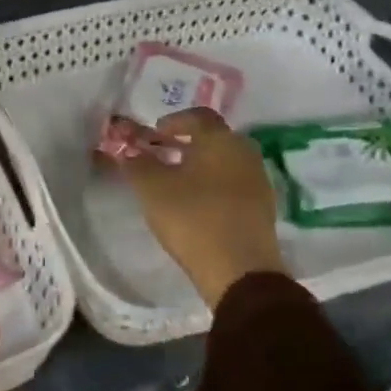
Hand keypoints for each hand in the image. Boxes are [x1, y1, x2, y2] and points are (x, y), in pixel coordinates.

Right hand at [112, 107, 284, 307]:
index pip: (198, 116)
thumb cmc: (193, 218)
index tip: (154, 136)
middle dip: (187, 143)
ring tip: (177, 182)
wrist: (241, 273)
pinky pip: (234, 185)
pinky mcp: (263, 210)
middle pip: (214, 138)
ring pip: (225, 162)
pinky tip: (197, 203)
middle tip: (163, 155)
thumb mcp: (152, 187)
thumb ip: (136, 163)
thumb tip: (128, 151)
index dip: (173, 122)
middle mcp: (245, 153)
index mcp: (221, 140)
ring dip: (201, 165)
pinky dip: (215, 186)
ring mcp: (258, 182)